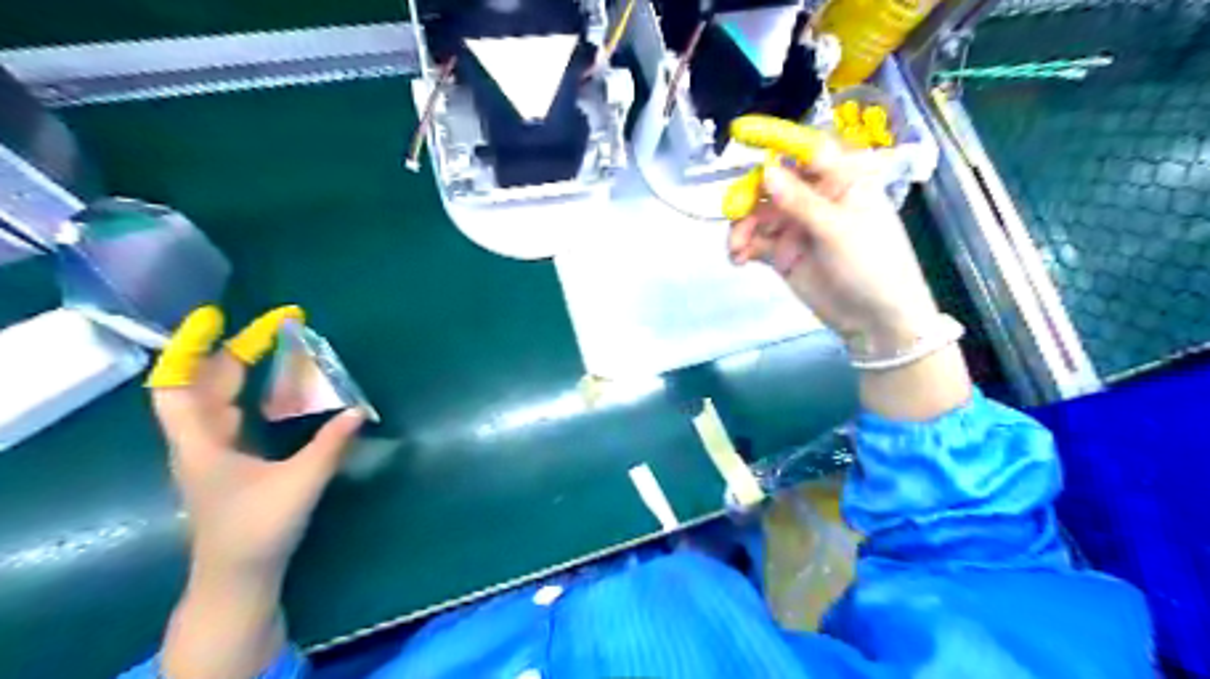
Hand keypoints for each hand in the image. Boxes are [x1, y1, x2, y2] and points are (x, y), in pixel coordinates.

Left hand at [147, 304, 362, 580]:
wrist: (238, 576)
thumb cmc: (258, 529)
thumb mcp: (300, 483)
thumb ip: (331, 445)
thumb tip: (358, 410)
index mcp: (201, 442)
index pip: (177, 384)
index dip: (192, 347)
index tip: (217, 316)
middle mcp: (199, 441)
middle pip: (204, 384)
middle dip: (237, 351)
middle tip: (277, 328)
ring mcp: (211, 452)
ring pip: (218, 399)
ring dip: (243, 371)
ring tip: (277, 348)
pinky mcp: (227, 462)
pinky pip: (233, 415)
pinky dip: (251, 393)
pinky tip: (276, 391)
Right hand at [721, 115, 939, 357]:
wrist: (875, 320)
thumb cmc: (872, 265)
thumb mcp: (838, 229)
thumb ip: (800, 202)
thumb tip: (766, 172)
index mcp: (841, 181)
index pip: (805, 151)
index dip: (775, 141)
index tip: (741, 134)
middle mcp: (815, 198)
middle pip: (772, 184)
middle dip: (749, 196)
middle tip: (735, 213)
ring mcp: (797, 226)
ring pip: (758, 215)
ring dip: (742, 227)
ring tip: (737, 249)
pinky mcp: (783, 253)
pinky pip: (755, 242)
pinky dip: (743, 247)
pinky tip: (739, 260)